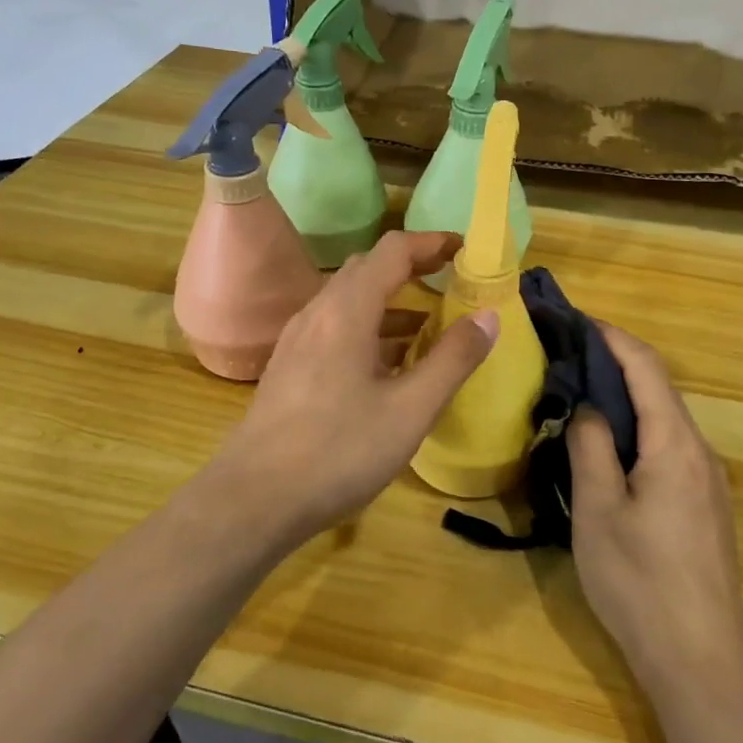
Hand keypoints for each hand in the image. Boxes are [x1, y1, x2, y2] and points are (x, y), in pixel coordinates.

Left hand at [208, 230, 498, 541]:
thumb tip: (489, 316)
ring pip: (350, 300)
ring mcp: (299, 340)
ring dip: (391, 301)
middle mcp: (319, 312)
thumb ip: (453, 360)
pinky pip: (336, 328)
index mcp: (347, 310)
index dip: (431, 243)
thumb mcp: (410, 409)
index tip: (466, 250)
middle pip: (368, 268)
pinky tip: (389, 364)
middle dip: (412, 267)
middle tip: (451, 281)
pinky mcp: (291, 367)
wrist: (254, 499)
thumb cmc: (338, 451)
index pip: (393, 251)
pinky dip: (370, 328)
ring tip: (430, 323)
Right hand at [567, 324, 742, 696]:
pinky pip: (669, 450)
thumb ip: (590, 446)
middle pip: (659, 390)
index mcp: (675, 444)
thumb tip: (587, 405)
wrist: (702, 662)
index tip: (575, 320)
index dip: (612, 337)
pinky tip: (609, 451)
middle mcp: (700, 452)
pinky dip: (637, 432)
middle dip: (614, 365)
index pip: (646, 367)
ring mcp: (708, 482)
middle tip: (566, 359)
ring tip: (579, 398)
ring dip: (625, 401)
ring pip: (664, 421)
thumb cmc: (641, 582)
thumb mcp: (598, 510)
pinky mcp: (705, 508)